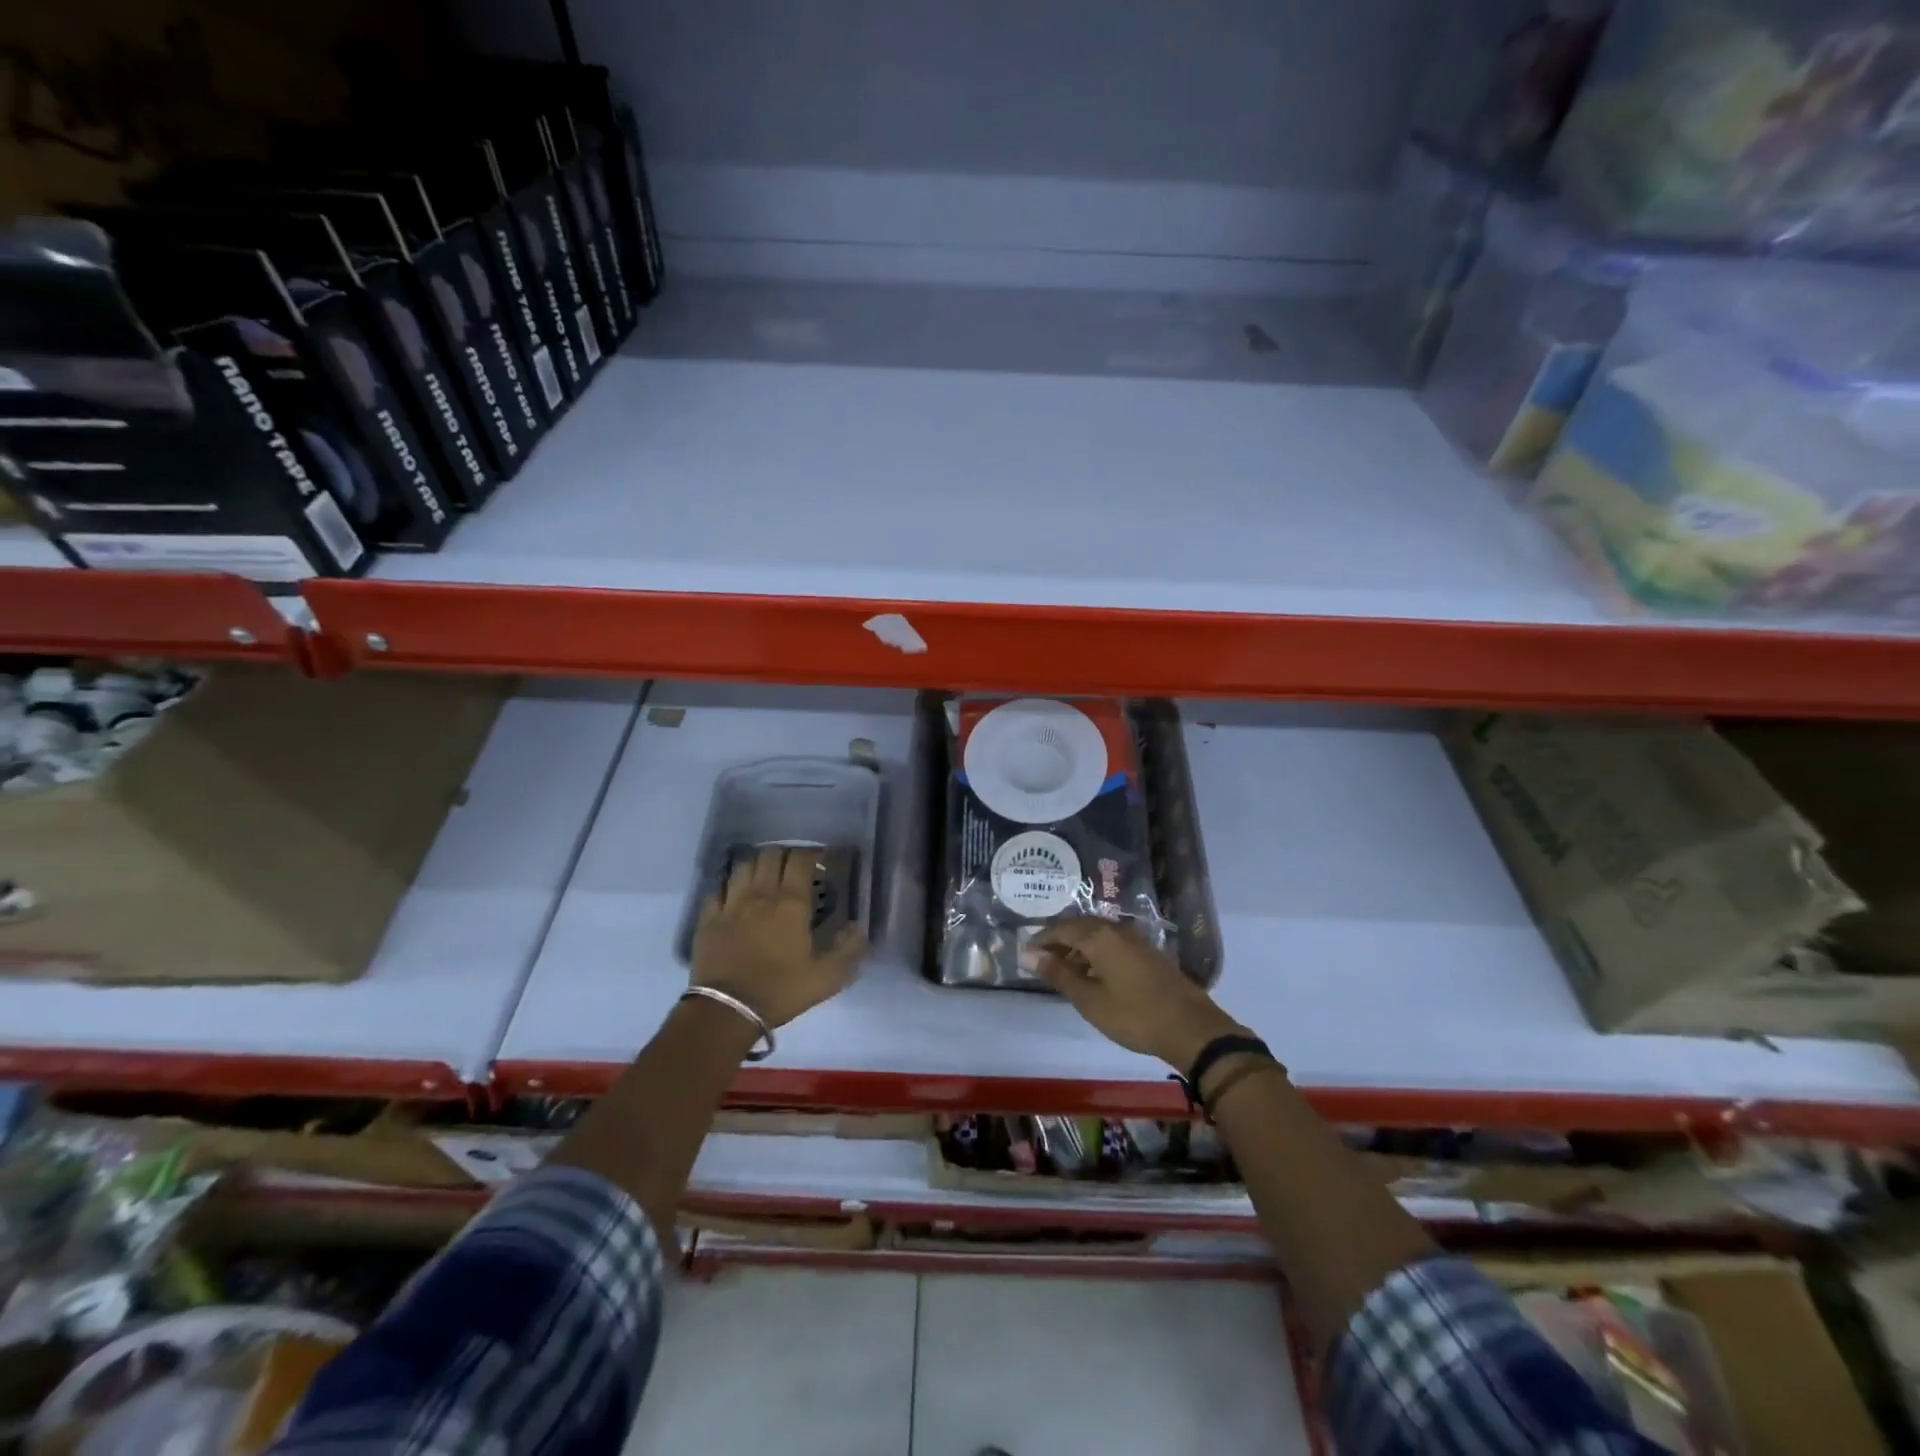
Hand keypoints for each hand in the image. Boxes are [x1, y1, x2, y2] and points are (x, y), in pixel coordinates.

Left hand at [691, 847, 865, 1028]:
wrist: (727, 1010)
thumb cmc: (781, 990)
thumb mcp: (827, 977)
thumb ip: (849, 950)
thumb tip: (858, 928)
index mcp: (791, 903)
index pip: (801, 860)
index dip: (813, 853)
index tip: (822, 859)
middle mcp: (761, 893)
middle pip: (771, 855)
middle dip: (786, 854)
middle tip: (794, 866)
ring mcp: (731, 903)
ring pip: (744, 866)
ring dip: (758, 864)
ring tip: (765, 874)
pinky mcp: (709, 917)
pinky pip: (718, 889)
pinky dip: (730, 886)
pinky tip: (735, 895)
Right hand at [1033, 917, 1243, 1070]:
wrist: (1191, 1028)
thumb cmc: (1134, 1014)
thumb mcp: (1090, 999)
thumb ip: (1059, 974)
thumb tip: (1030, 955)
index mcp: (1099, 936)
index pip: (1062, 928)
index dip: (1042, 938)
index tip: (1026, 953)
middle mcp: (1117, 930)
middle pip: (1081, 926)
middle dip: (1059, 940)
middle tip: (1043, 959)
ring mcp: (1136, 940)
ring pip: (1098, 935)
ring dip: (1079, 947)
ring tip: (1065, 970)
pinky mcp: (1149, 953)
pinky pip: (1113, 943)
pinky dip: (1097, 953)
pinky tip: (1095, 974)